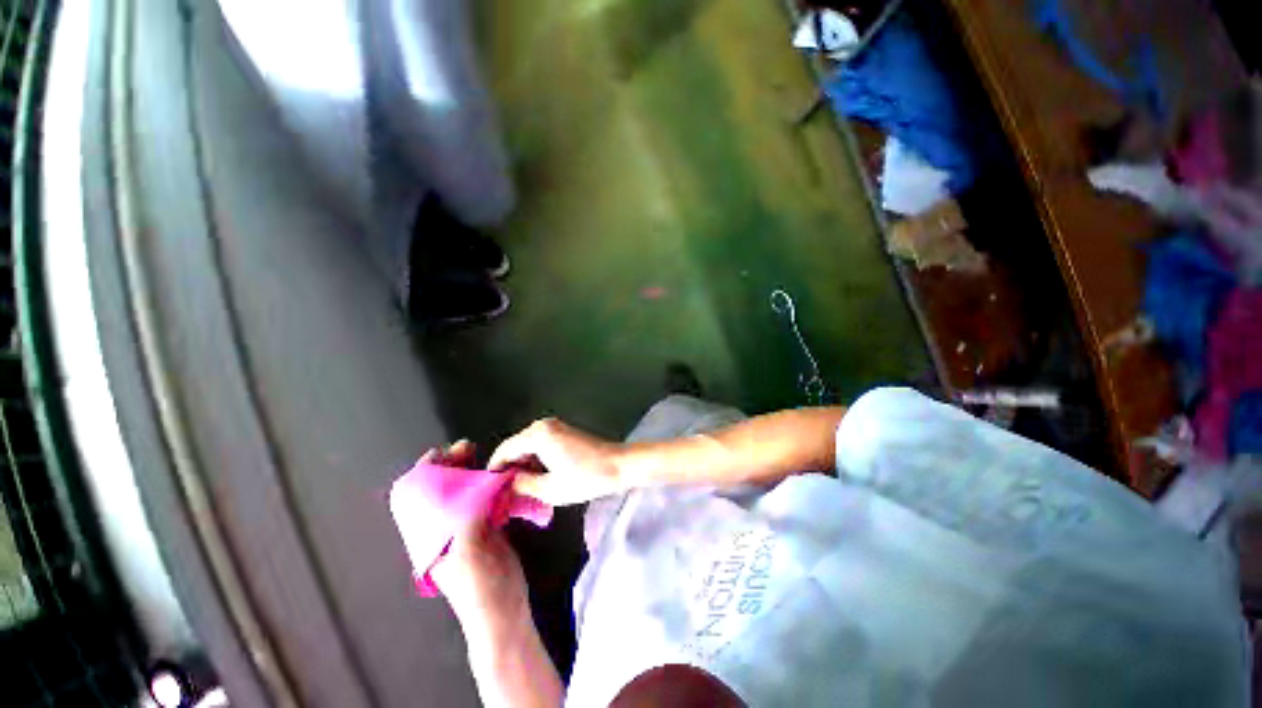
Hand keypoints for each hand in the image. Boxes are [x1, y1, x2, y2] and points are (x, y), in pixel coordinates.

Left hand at [424, 442, 529, 652]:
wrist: (503, 613)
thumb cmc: (479, 587)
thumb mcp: (469, 549)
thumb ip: (470, 514)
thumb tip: (479, 482)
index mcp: (430, 535)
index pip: (418, 496)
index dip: (427, 471)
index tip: (445, 452)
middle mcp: (444, 528)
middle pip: (443, 489)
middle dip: (453, 466)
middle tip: (468, 448)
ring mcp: (467, 528)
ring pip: (467, 491)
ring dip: (475, 472)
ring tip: (486, 458)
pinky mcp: (488, 529)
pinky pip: (487, 499)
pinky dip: (494, 486)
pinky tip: (503, 479)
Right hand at [489, 418, 626, 505]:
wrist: (619, 465)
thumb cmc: (586, 477)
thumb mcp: (550, 489)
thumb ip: (522, 486)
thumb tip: (506, 485)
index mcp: (537, 435)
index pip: (504, 451)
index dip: (494, 471)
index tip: (488, 491)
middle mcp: (543, 425)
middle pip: (516, 447)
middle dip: (509, 469)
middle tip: (504, 494)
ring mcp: (555, 426)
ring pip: (528, 447)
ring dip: (523, 466)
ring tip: (521, 490)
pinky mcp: (564, 432)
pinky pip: (541, 445)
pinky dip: (536, 460)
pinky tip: (539, 478)